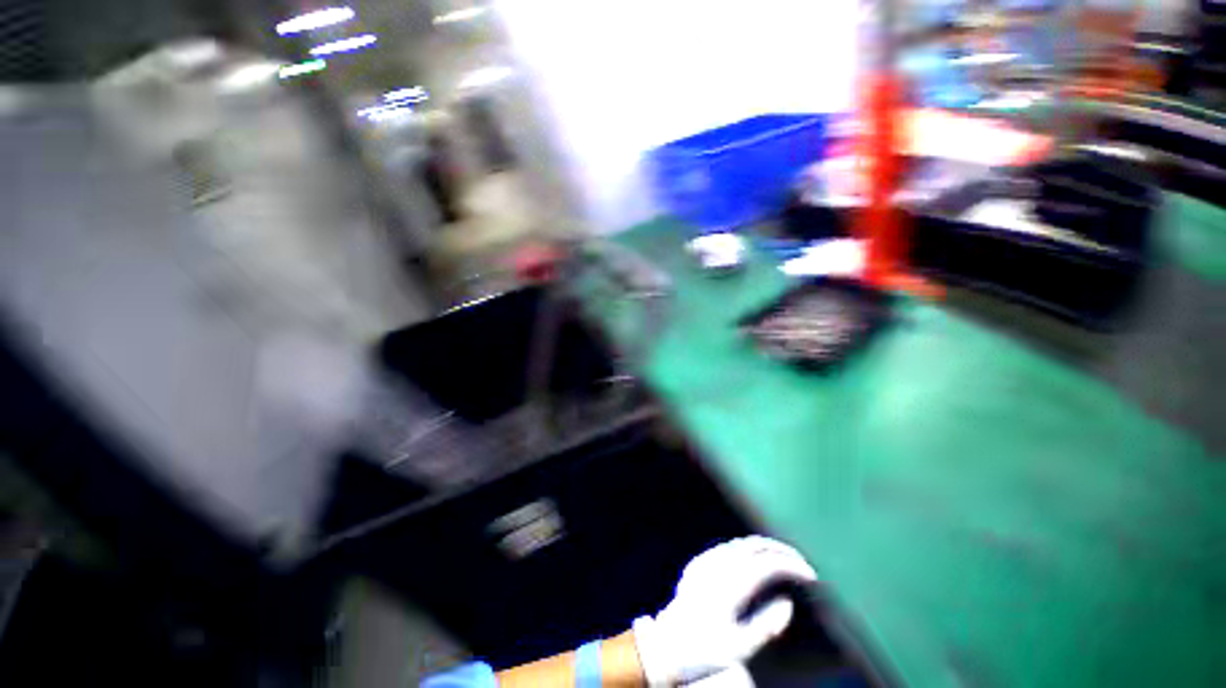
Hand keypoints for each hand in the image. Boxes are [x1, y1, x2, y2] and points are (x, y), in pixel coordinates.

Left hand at [632, 537, 817, 685]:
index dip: (792, 565)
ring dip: (764, 547)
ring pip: (740, 543)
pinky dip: (746, 549)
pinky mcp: (698, 563)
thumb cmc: (704, 652)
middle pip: (755, 545)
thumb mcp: (740, 649)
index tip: (811, 574)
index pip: (768, 564)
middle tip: (802, 562)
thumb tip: (786, 601)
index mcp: (731, 584)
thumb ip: (767, 625)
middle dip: (781, 550)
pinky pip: (726, 548)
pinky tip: (754, 561)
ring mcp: (706, 561)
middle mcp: (718, 565)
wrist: (665, 645)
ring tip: (783, 559)